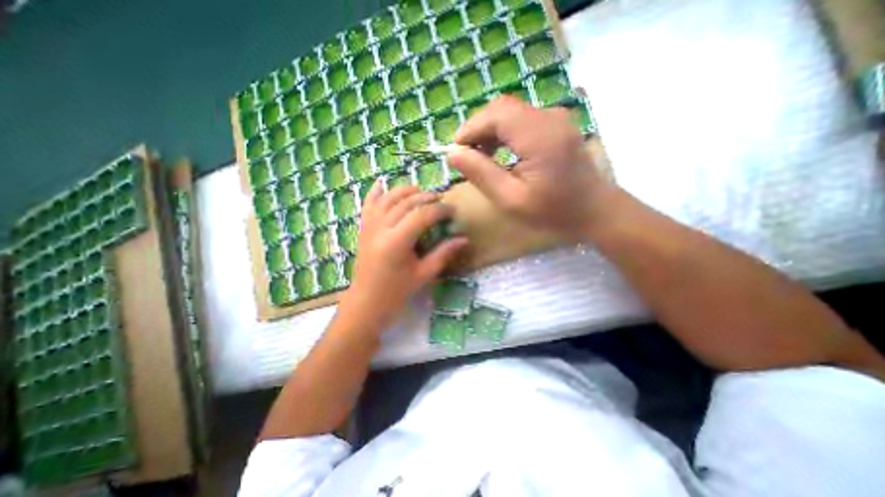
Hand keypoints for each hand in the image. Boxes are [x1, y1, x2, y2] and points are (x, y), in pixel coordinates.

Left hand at [339, 181, 468, 326]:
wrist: (366, 301)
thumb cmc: (397, 291)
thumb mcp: (424, 274)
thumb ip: (444, 253)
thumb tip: (464, 239)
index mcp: (397, 242)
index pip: (422, 215)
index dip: (440, 209)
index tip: (452, 210)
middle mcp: (381, 228)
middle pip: (406, 202)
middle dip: (426, 197)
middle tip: (441, 199)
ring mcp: (369, 226)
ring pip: (387, 198)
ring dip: (405, 191)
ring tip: (420, 192)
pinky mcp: (363, 228)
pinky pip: (368, 204)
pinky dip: (375, 192)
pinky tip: (382, 182)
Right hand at [450, 96, 616, 238]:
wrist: (594, 210)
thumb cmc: (552, 211)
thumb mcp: (510, 199)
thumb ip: (481, 174)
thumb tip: (453, 154)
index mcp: (538, 136)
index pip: (495, 114)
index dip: (470, 129)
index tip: (455, 152)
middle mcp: (549, 117)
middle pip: (501, 108)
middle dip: (478, 129)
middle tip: (466, 156)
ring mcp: (555, 118)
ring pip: (511, 112)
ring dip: (490, 131)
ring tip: (480, 157)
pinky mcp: (556, 125)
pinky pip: (522, 119)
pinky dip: (504, 132)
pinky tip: (500, 153)